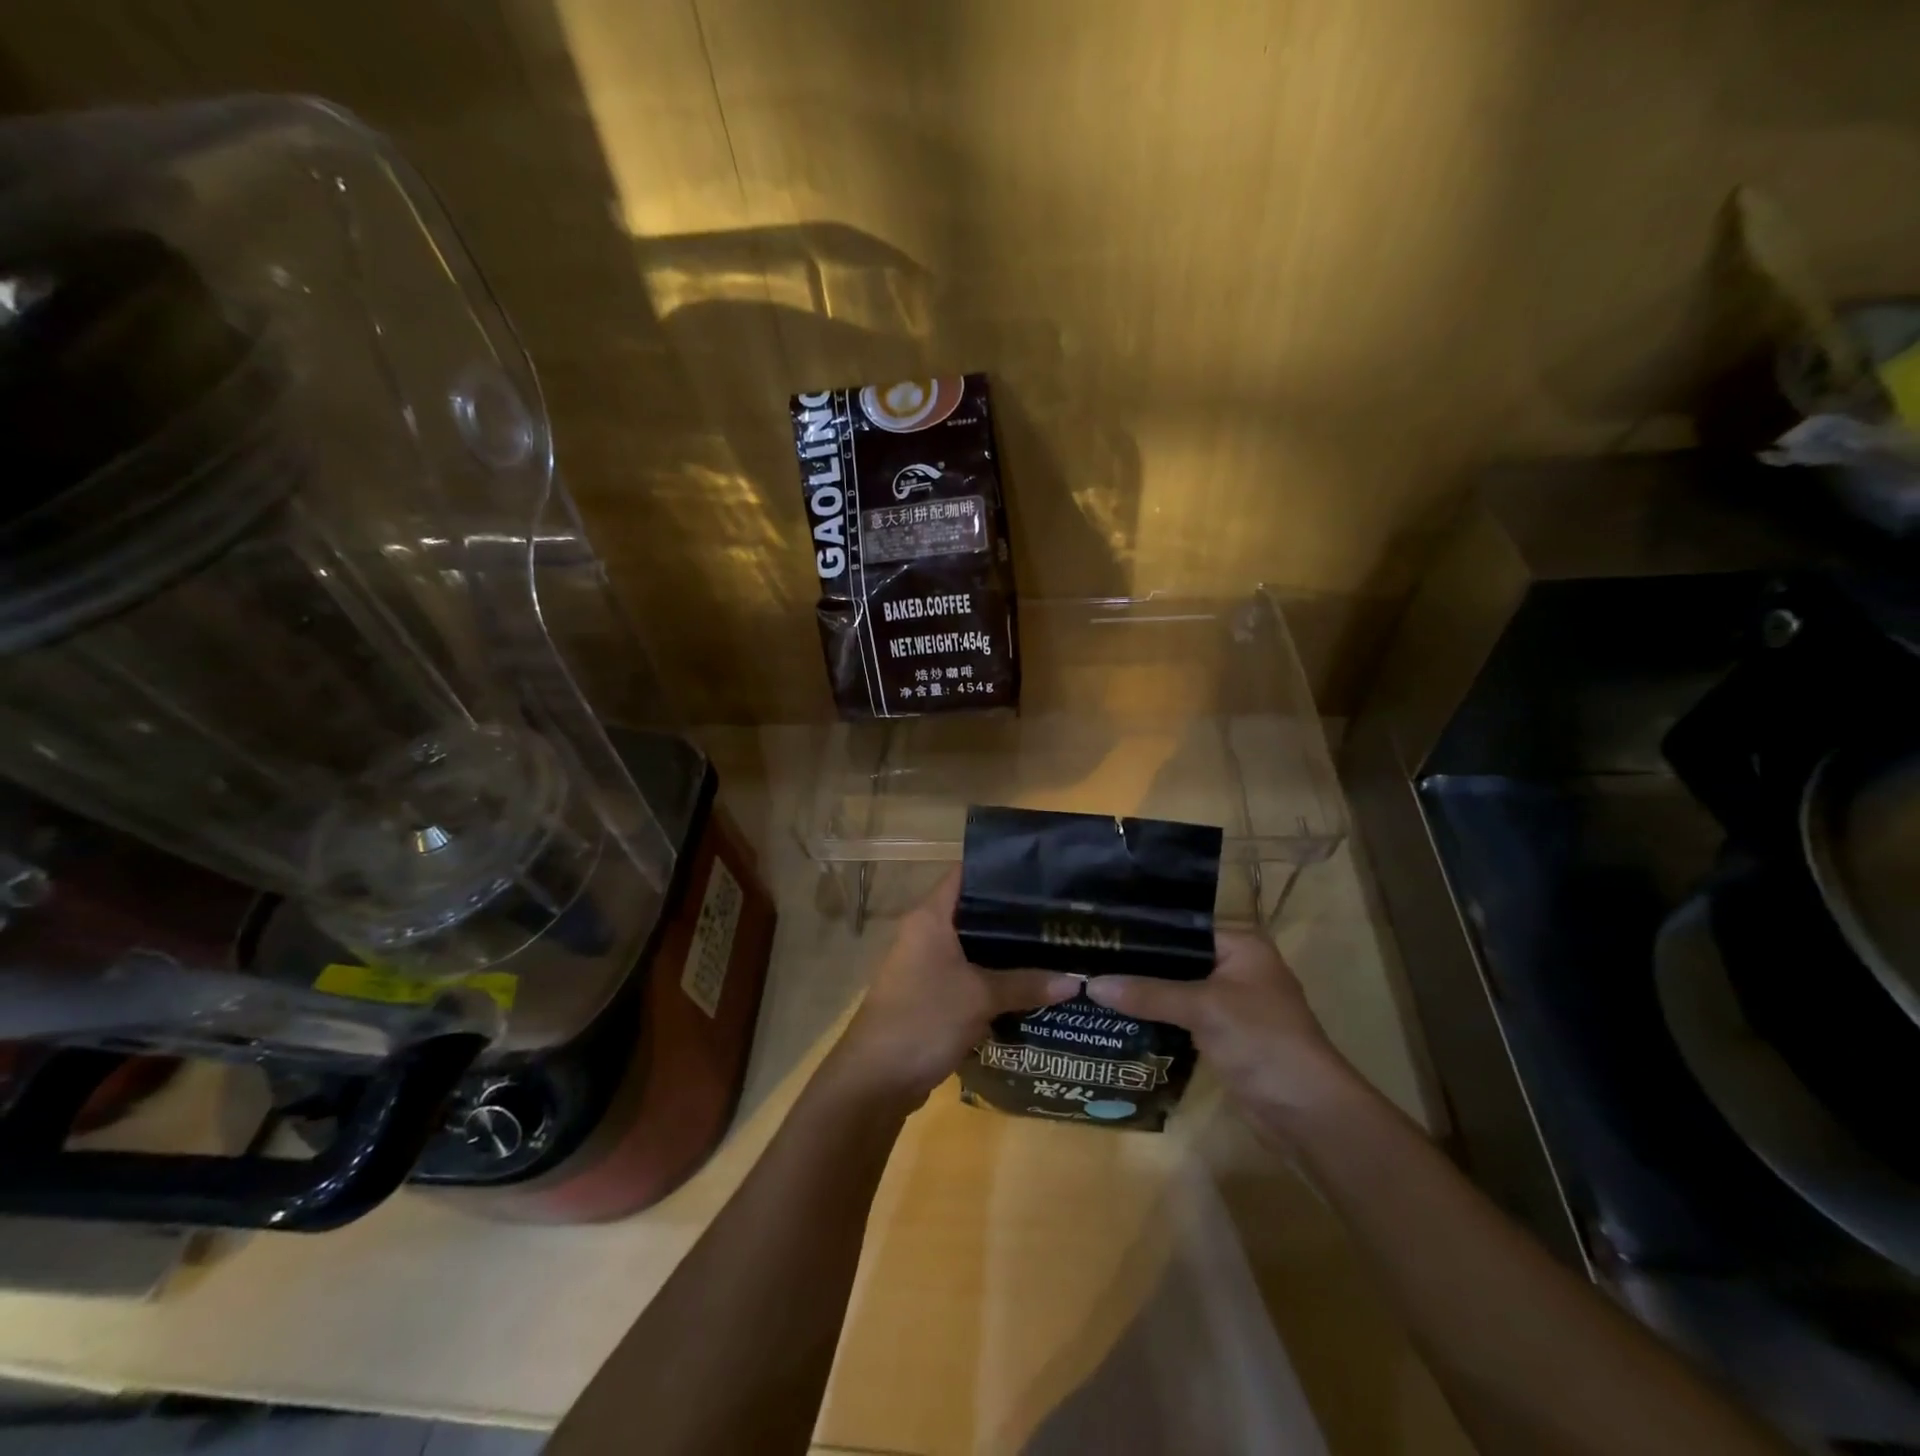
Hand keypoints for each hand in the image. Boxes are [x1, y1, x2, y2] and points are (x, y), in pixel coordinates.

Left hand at [831, 871, 1080, 1105]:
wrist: (876, 1080)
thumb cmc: (924, 1019)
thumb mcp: (981, 997)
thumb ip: (1026, 984)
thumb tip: (1076, 981)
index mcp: (930, 917)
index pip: (966, 875)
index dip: (1000, 869)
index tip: (1040, 873)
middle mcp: (925, 934)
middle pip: (974, 914)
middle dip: (1013, 917)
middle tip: (1057, 916)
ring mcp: (925, 966)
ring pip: (974, 950)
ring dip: (1006, 954)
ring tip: (1053, 948)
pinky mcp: (930, 996)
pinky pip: (968, 978)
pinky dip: (994, 981)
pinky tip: (1030, 986)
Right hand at [1084, 930, 1361, 1137]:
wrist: (1307, 1112)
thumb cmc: (1262, 1041)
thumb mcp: (1203, 1008)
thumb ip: (1148, 993)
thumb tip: (1091, 984)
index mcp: (1241, 946)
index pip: (1181, 927)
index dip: (1142, 931)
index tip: (1099, 932)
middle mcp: (1235, 967)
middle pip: (1176, 959)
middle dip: (1137, 964)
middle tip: (1089, 959)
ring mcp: (1229, 1004)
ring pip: (1176, 989)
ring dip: (1144, 992)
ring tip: (1094, 983)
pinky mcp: (1222, 1035)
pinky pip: (1180, 1017)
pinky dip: (1155, 1017)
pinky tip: (1118, 1015)